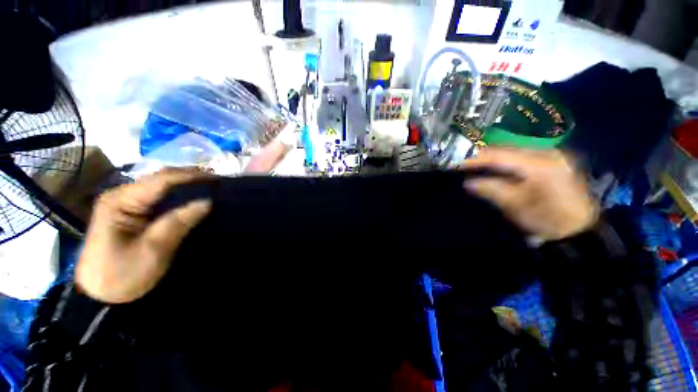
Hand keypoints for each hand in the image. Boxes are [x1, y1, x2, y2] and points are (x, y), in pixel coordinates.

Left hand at [76, 168, 211, 303]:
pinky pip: (160, 197)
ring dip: (187, 185)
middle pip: (161, 178)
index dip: (191, 177)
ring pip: (162, 186)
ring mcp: (125, 202)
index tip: (218, 179)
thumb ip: (178, 222)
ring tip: (212, 187)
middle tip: (219, 182)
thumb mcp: (152, 249)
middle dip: (191, 178)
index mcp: (120, 200)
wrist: (102, 295)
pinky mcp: (131, 212)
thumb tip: (207, 202)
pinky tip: (194, 197)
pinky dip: (180, 195)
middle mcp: (122, 195)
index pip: (161, 180)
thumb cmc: (122, 274)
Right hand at [459, 148, 599, 241]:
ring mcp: (550, 156)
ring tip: (472, 162)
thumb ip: (492, 190)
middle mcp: (546, 153)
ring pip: (512, 151)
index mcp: (539, 164)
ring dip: (491, 157)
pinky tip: (492, 165)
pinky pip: (520, 156)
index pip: (499, 155)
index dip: (474, 158)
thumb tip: (468, 182)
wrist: (579, 229)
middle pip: (505, 149)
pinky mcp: (550, 161)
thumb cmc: (548, 220)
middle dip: (481, 155)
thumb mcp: (516, 206)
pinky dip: (503, 160)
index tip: (455, 161)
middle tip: (461, 161)